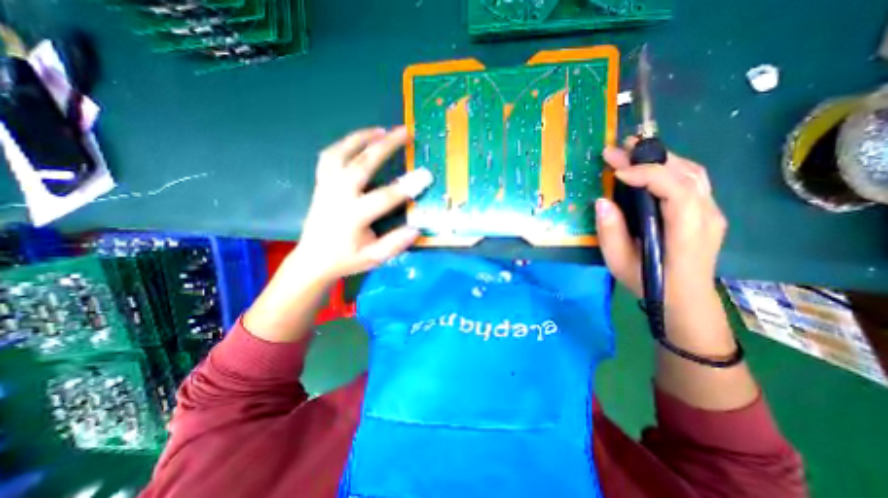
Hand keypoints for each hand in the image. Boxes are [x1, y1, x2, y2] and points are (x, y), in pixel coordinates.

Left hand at [290, 126, 431, 283]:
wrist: (312, 260)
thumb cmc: (345, 259)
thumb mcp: (373, 258)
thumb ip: (395, 244)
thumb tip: (417, 228)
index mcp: (352, 216)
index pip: (384, 198)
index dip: (407, 186)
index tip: (426, 175)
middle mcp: (337, 196)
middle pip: (362, 164)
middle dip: (385, 146)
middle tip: (404, 132)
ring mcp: (326, 187)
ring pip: (341, 153)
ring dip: (362, 138)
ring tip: (381, 130)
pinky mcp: (321, 184)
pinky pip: (329, 156)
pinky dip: (344, 144)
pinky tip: (358, 141)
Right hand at [596, 137, 727, 299]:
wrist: (684, 300)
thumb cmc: (649, 283)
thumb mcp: (619, 262)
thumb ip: (610, 232)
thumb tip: (602, 201)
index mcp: (687, 231)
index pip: (676, 189)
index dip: (646, 174)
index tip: (615, 172)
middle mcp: (706, 215)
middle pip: (686, 173)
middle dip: (650, 157)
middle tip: (619, 148)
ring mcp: (711, 212)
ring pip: (692, 172)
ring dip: (661, 157)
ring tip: (632, 150)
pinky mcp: (706, 212)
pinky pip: (692, 181)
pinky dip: (669, 167)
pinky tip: (649, 167)